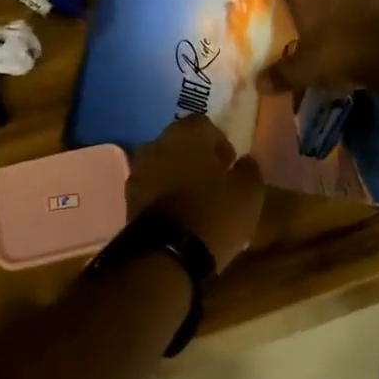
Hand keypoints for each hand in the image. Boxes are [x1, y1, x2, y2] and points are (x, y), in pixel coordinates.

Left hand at [125, 116, 264, 270]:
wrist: (168, 253)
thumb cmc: (215, 212)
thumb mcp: (249, 192)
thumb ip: (249, 169)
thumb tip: (245, 161)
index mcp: (187, 132)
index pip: (205, 125)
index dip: (220, 143)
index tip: (230, 164)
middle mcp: (157, 143)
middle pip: (180, 143)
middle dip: (196, 158)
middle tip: (214, 181)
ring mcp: (138, 170)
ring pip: (164, 165)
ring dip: (177, 176)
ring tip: (196, 200)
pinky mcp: (128, 198)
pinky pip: (152, 188)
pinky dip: (164, 195)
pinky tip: (180, 214)